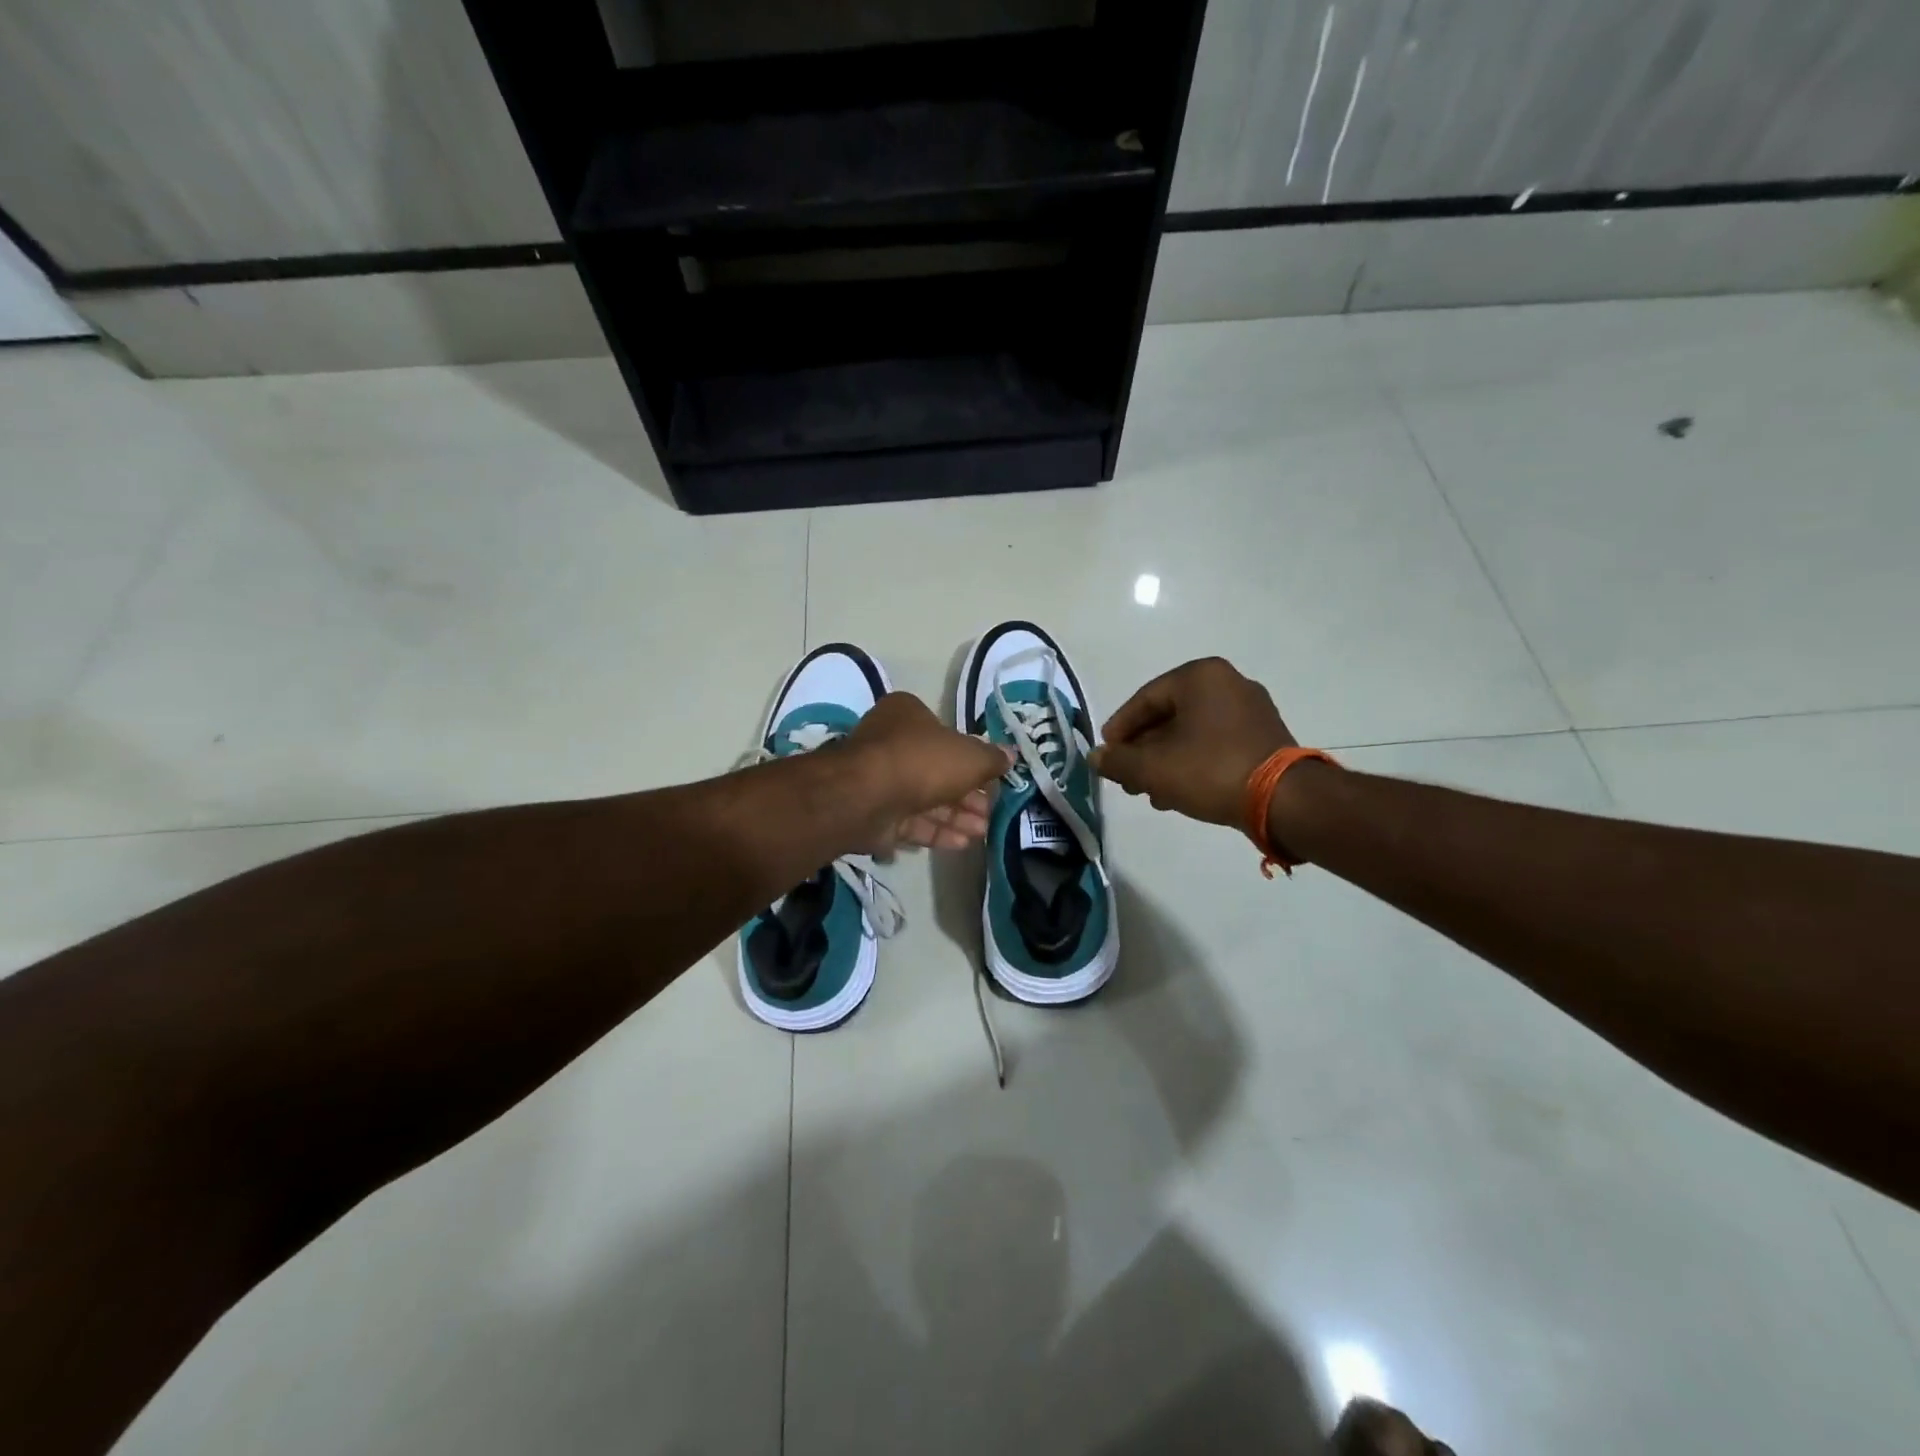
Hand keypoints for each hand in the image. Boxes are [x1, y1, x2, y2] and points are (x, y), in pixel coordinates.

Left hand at [845, 692, 1013, 850]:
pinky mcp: (874, 814)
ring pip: (925, 799)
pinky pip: (910, 822)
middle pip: (937, 770)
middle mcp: (890, 743)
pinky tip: (962, 844)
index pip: (945, 733)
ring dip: (956, 816)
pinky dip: (936, 831)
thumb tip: (1010, 755)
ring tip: (983, 832)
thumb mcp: (969, 756)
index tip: (992, 778)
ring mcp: (879, 780)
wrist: (867, 796)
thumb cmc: (922, 761)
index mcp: (908, 715)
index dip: (971, 757)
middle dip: (967, 795)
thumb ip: (991, 758)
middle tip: (991, 812)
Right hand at [1091, 657, 1294, 826]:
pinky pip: (1215, 743)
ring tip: (1150, 793)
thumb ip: (1118, 761)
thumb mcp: (1152, 768)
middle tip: (1126, 779)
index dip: (1120, 729)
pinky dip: (1192, 763)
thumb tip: (1095, 757)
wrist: (1283, 800)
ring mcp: (1251, 710)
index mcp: (1200, 677)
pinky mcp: (1264, 736)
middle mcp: (1228, 683)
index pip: (1145, 699)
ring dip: (1165, 761)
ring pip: (1191, 733)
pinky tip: (1177, 793)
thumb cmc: (1210, 770)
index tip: (1106, 754)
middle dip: (1143, 751)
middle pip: (1168, 717)